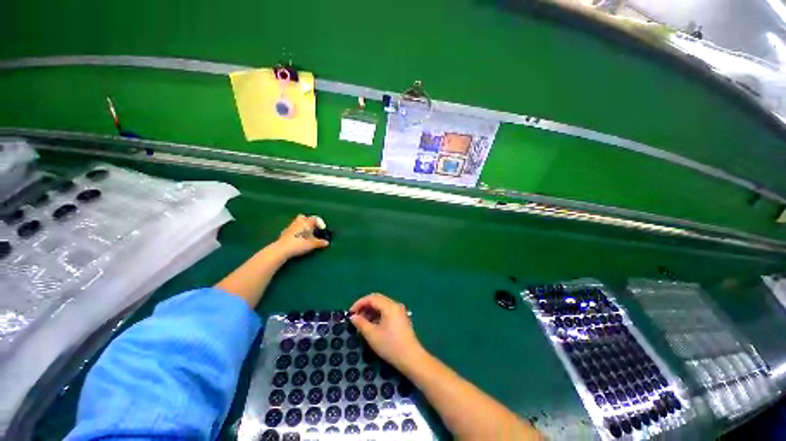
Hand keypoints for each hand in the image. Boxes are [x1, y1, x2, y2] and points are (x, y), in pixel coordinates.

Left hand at [274, 215, 329, 258]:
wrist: (283, 249)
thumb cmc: (300, 244)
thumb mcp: (313, 244)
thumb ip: (320, 242)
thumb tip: (327, 243)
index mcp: (307, 223)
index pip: (315, 218)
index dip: (320, 223)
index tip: (322, 230)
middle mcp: (299, 222)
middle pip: (304, 217)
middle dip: (308, 221)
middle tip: (312, 229)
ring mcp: (291, 226)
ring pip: (297, 222)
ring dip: (301, 225)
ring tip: (305, 234)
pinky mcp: (284, 231)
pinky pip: (292, 228)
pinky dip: (295, 231)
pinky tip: (297, 238)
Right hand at [349, 294, 425, 370]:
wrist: (411, 358)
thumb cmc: (391, 346)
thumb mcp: (372, 335)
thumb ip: (361, 323)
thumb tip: (353, 317)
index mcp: (389, 306)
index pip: (372, 298)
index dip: (359, 303)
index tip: (350, 313)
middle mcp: (395, 305)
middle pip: (377, 299)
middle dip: (365, 306)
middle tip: (355, 317)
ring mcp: (399, 311)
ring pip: (382, 305)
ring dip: (371, 310)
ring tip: (361, 322)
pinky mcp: (401, 318)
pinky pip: (387, 311)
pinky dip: (378, 314)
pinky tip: (372, 324)